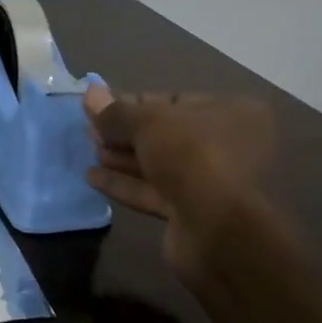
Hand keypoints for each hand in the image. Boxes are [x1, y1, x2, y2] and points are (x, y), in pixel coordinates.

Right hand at [83, 84, 272, 272]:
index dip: (134, 104)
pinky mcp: (193, 213)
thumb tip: (90, 92)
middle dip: (125, 133)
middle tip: (91, 131)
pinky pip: (154, 191)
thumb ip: (116, 111)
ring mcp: (212, 183)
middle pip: (165, 134)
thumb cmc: (192, 157)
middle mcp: (229, 146)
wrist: (218, 230)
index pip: (174, 101)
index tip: (101, 108)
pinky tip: (92, 177)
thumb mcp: (148, 123)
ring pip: (159, 164)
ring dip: (122, 158)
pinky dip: (125, 183)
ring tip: (90, 151)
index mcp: (232, 113)